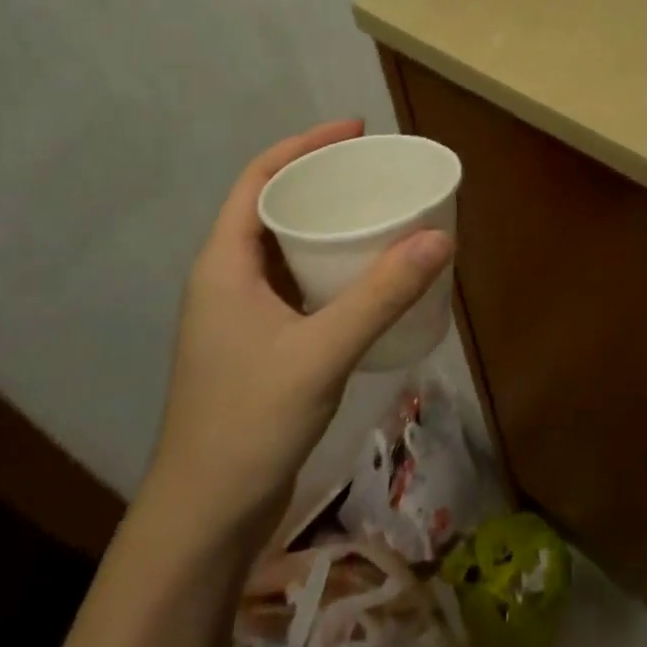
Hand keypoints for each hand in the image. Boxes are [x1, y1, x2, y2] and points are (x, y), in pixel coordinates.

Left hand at [145, 120, 452, 537]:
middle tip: (377, 172)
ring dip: (327, 224)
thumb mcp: (322, 351)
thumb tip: (440, 237)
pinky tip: (368, 276)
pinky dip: (330, 266)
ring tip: (379, 213)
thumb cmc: (249, 422)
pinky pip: (297, 283)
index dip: (303, 145)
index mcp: (224, 264)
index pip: (258, 179)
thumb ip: (381, 294)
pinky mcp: (259, 343)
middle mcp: (227, 279)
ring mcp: (242, 314)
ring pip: (286, 247)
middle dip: (322, 180)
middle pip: (274, 206)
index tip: (355, 131)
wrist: (205, 515)